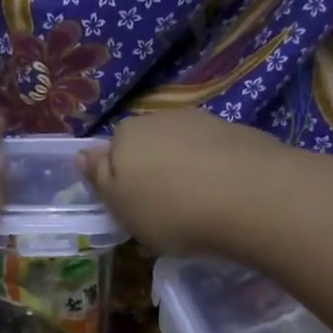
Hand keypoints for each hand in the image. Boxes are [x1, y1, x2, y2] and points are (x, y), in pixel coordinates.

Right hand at [79, 110, 293, 257]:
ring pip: (183, 149)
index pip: (112, 153)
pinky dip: (215, 172)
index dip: (121, 182)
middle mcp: (161, 119)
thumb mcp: (121, 206)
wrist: (249, 196)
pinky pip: (215, 155)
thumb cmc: (171, 210)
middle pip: (149, 148)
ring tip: (200, 208)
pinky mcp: (238, 133)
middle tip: (166, 213)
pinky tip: (225, 197)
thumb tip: (83, 153)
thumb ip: (100, 177)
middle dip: (154, 173)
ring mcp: (203, 122)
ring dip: (186, 172)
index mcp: (125, 135)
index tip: (134, 210)